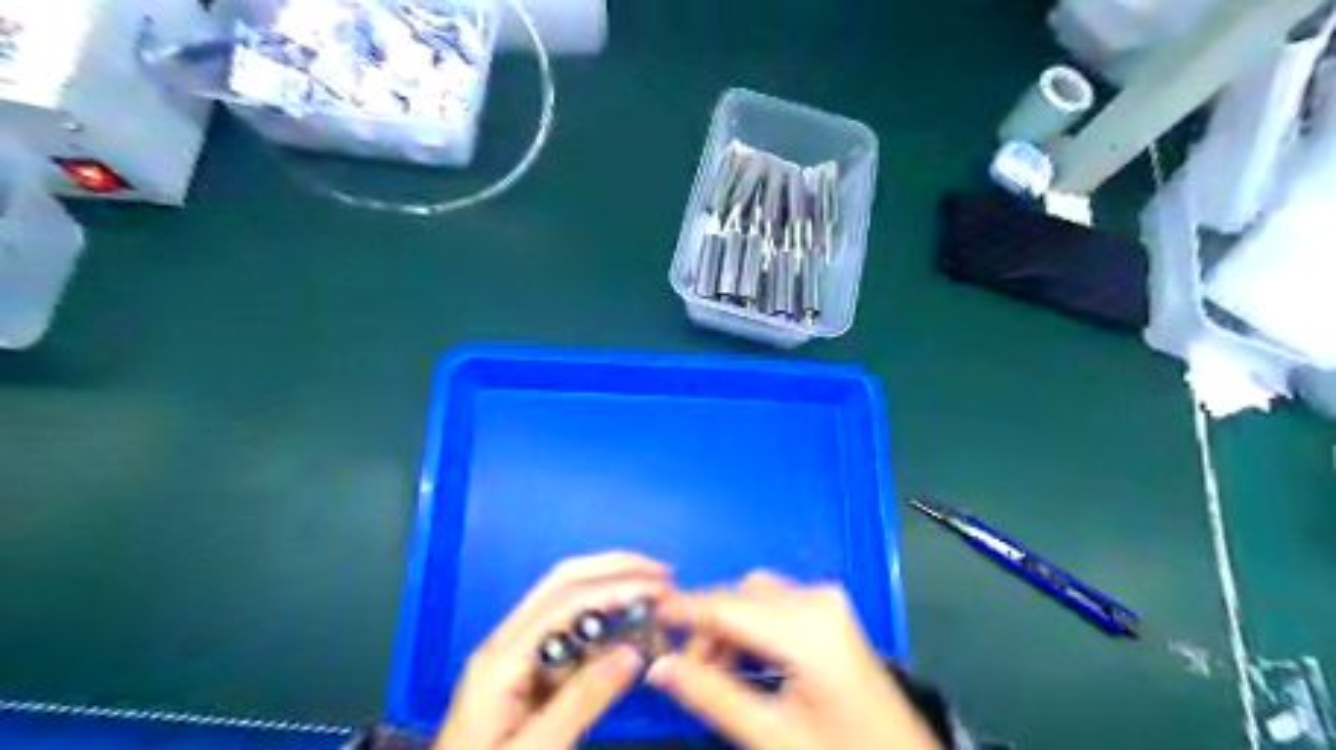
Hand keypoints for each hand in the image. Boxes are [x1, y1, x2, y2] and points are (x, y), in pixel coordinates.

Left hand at [438, 550, 673, 748]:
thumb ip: (583, 701)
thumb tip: (633, 652)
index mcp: (502, 657)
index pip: (565, 600)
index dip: (616, 587)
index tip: (660, 588)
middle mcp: (506, 642)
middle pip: (562, 582)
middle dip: (613, 568)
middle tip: (661, 573)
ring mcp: (514, 653)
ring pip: (564, 600)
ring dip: (609, 586)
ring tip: (652, 590)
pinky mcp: (524, 671)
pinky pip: (568, 633)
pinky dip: (602, 622)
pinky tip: (627, 629)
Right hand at [644, 572, 936, 749]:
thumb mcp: (771, 735)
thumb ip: (711, 695)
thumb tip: (659, 667)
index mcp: (806, 626)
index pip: (727, 606)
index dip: (683, 611)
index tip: (647, 618)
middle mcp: (817, 599)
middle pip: (740, 596)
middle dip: (707, 628)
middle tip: (685, 671)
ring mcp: (828, 602)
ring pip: (755, 598)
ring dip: (728, 627)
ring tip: (715, 674)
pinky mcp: (832, 612)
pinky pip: (776, 605)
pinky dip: (751, 627)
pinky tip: (745, 662)